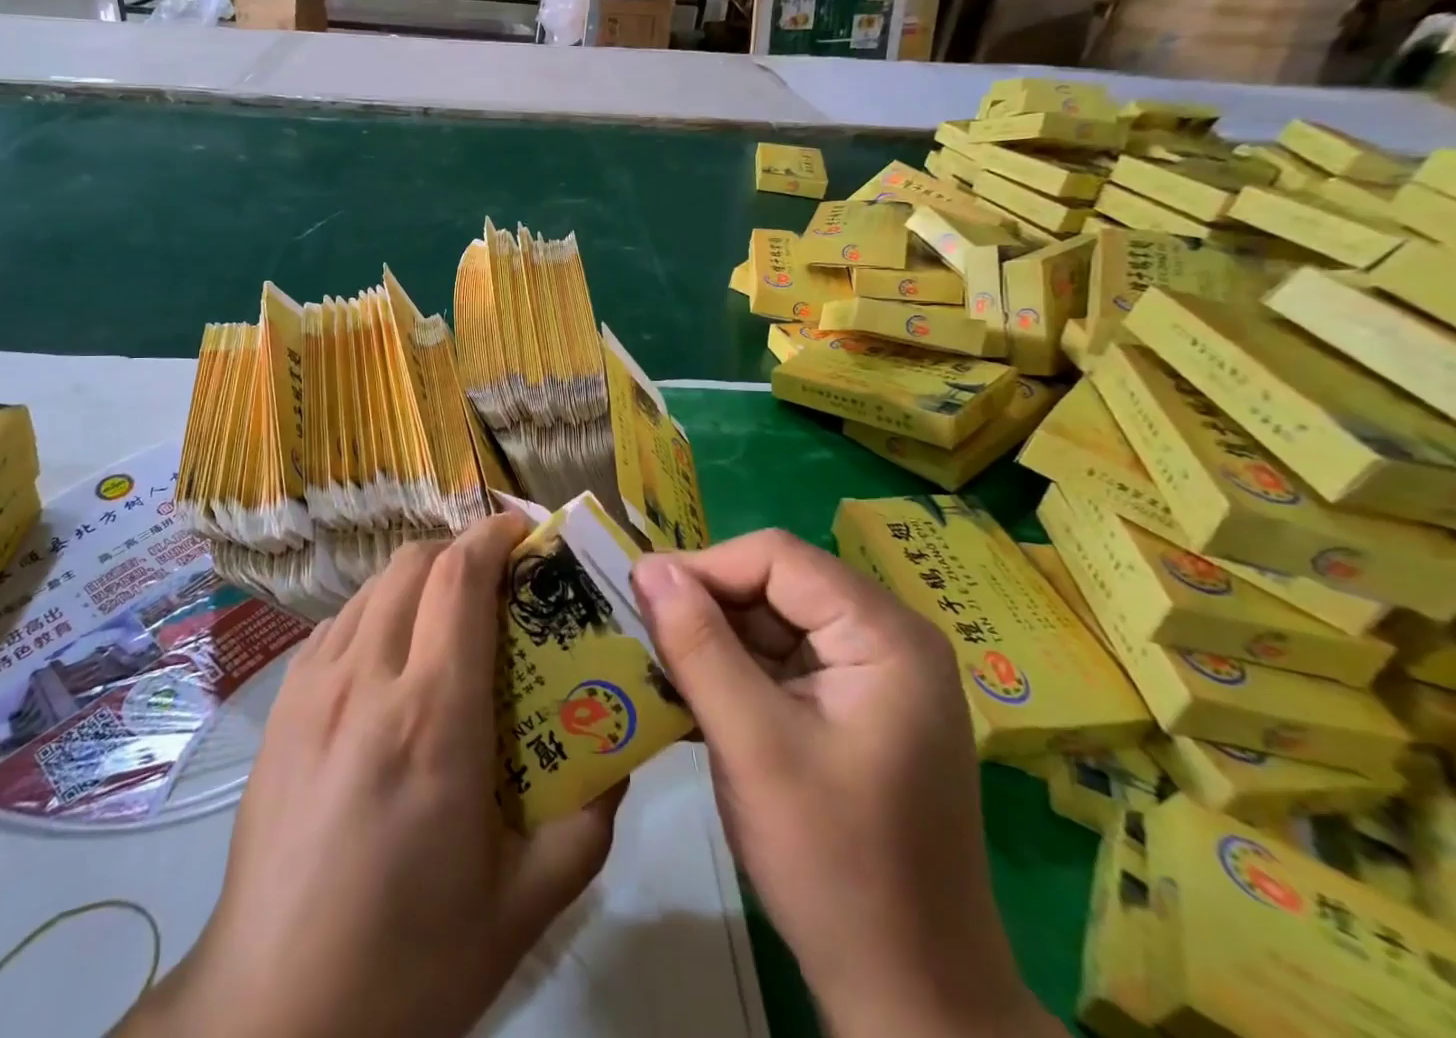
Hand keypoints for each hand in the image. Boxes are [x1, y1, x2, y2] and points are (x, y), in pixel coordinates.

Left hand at [124, 513, 619, 1037]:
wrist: (273, 1016)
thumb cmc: (410, 961)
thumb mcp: (524, 903)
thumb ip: (587, 819)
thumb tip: (617, 753)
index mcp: (433, 716)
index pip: (460, 578)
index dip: (493, 535)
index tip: (524, 530)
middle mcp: (366, 680)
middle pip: (415, 562)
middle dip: (461, 550)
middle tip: (498, 579)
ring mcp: (312, 687)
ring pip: (373, 586)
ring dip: (419, 578)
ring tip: (449, 614)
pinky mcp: (280, 707)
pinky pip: (338, 624)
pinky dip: (377, 611)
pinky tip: (392, 659)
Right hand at [630, 531, 1058, 1037]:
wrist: (910, 1000)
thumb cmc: (835, 867)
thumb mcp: (752, 746)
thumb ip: (697, 645)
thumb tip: (647, 566)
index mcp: (885, 635)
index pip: (778, 558)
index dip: (705, 566)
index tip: (642, 595)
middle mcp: (886, 640)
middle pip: (776, 585)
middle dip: (707, 606)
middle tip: (644, 634)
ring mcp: (872, 677)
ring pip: (772, 623)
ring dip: (714, 641)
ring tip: (658, 666)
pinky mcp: (852, 710)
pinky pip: (781, 663)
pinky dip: (733, 673)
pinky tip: (690, 697)